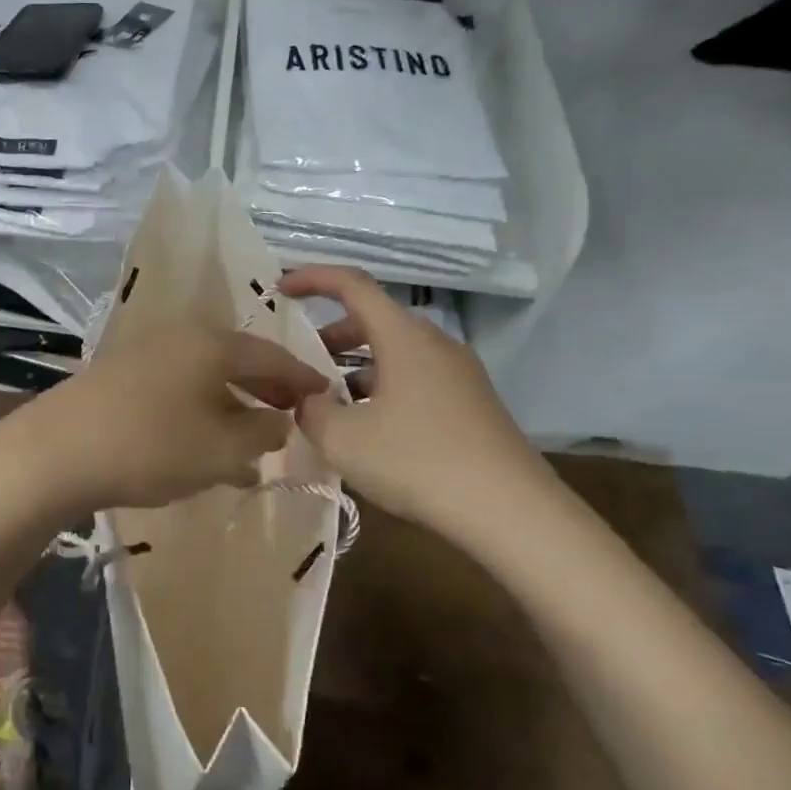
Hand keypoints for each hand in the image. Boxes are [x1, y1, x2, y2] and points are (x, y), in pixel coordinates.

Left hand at [3, 324, 329, 519]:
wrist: (56, 452)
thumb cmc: (151, 446)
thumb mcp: (221, 449)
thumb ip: (262, 433)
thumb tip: (280, 420)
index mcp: (213, 344)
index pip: (273, 356)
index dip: (303, 379)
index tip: (326, 396)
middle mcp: (181, 338)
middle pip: (239, 362)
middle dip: (267, 393)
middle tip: (290, 418)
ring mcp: (146, 354)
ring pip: (206, 379)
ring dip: (233, 409)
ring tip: (253, 445)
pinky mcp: (120, 377)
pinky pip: (178, 391)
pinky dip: (201, 414)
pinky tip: (205, 448)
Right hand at [278, 266, 560, 540]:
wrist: (509, 510)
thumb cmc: (418, 462)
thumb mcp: (344, 440)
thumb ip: (312, 411)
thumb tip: (309, 400)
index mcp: (403, 336)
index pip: (352, 285)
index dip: (312, 278)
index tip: (281, 288)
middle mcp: (434, 344)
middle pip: (374, 321)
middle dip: (332, 336)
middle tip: (302, 365)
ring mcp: (459, 373)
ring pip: (396, 354)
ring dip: (357, 369)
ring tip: (331, 405)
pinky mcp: (472, 403)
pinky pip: (416, 380)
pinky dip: (384, 389)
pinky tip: (371, 430)